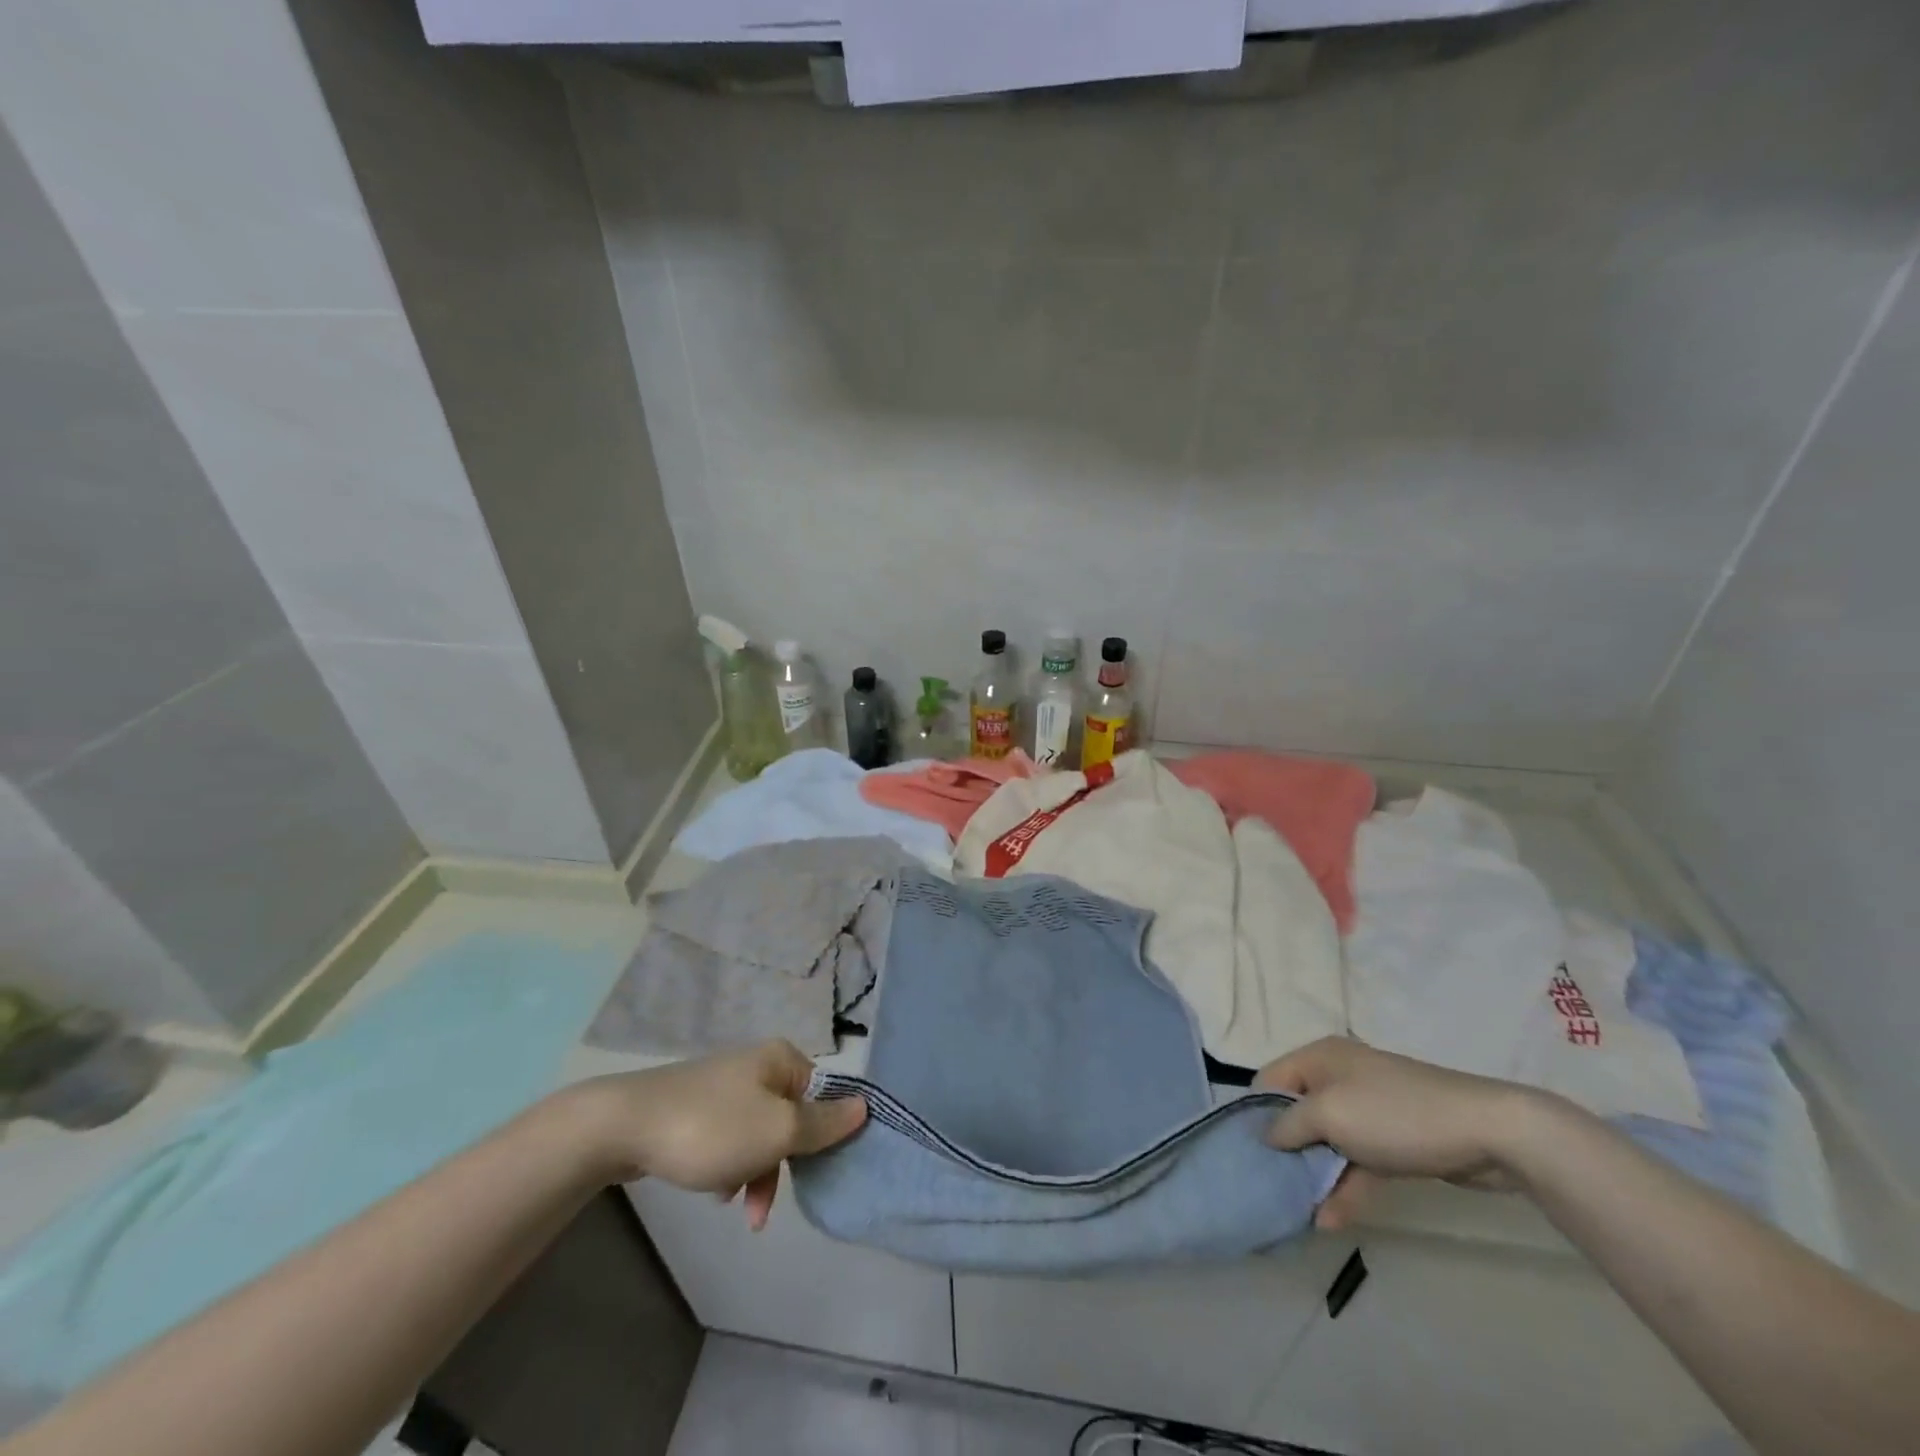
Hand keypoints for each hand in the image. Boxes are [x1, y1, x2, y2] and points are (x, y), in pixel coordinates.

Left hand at [571, 1041, 866, 1229]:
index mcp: (782, 1060)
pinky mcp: (699, 1107)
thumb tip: (865, 1107)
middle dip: (784, 1164)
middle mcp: (758, 1065)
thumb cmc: (712, 1128)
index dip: (828, 1133)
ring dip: (756, 1171)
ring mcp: (726, 1085)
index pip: (825, 1096)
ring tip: (737, 1205)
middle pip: (792, 1118)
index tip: (821, 1173)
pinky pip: (732, 1138)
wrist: (625, 1126)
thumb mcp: (776, 1132)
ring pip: (761, 1134)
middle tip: (767, 1205)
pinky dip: (731, 1165)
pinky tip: (715, 1189)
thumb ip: (823, 1124)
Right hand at [1257, 1037, 1551, 1229]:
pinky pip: (1358, 1159)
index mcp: (1319, 1058)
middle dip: (1288, 1151)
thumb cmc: (1394, 1114)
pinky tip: (1332, 1218)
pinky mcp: (1395, 1138)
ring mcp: (1369, 1108)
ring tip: (1303, 1213)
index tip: (1253, 1155)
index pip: (1269, 1081)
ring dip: (1317, 1175)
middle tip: (1276, 1188)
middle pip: (1298, 1113)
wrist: (1487, 1131)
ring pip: (1329, 1141)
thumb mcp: (1329, 1115)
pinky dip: (1346, 1185)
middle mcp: (1339, 1076)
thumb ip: (1289, 1126)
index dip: (1258, 1115)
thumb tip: (1267, 1138)